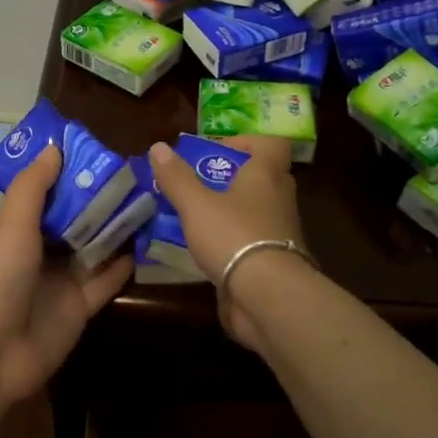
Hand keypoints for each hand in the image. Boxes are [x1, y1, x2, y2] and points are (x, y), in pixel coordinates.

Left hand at [0, 145, 132, 408]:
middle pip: (76, 221)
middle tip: (137, 175)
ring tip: (150, 201)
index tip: (102, 153)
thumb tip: (55, 147)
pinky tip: (147, 243)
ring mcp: (61, 282)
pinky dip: (124, 264)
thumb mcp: (11, 227)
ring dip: (117, 229)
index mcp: (17, 231)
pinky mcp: (81, 308)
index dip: (71, 175)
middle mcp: (40, 253)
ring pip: (95, 248)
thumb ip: (33, 189)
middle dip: (101, 201)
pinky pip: (106, 281)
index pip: (48, 195)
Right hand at [146, 135, 307, 352]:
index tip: (216, 151)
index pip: (271, 144)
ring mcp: (280, 233)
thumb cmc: (234, 236)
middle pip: (261, 178)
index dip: (246, 142)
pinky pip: (251, 242)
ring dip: (229, 212)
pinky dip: (231, 242)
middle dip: (230, 178)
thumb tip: (158, 146)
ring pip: (254, 212)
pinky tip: (204, 251)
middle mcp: (279, 200)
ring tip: (194, 219)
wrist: (267, 296)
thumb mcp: (196, 204)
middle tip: (199, 184)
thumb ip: (177, 177)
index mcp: (266, 176)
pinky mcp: (274, 263)